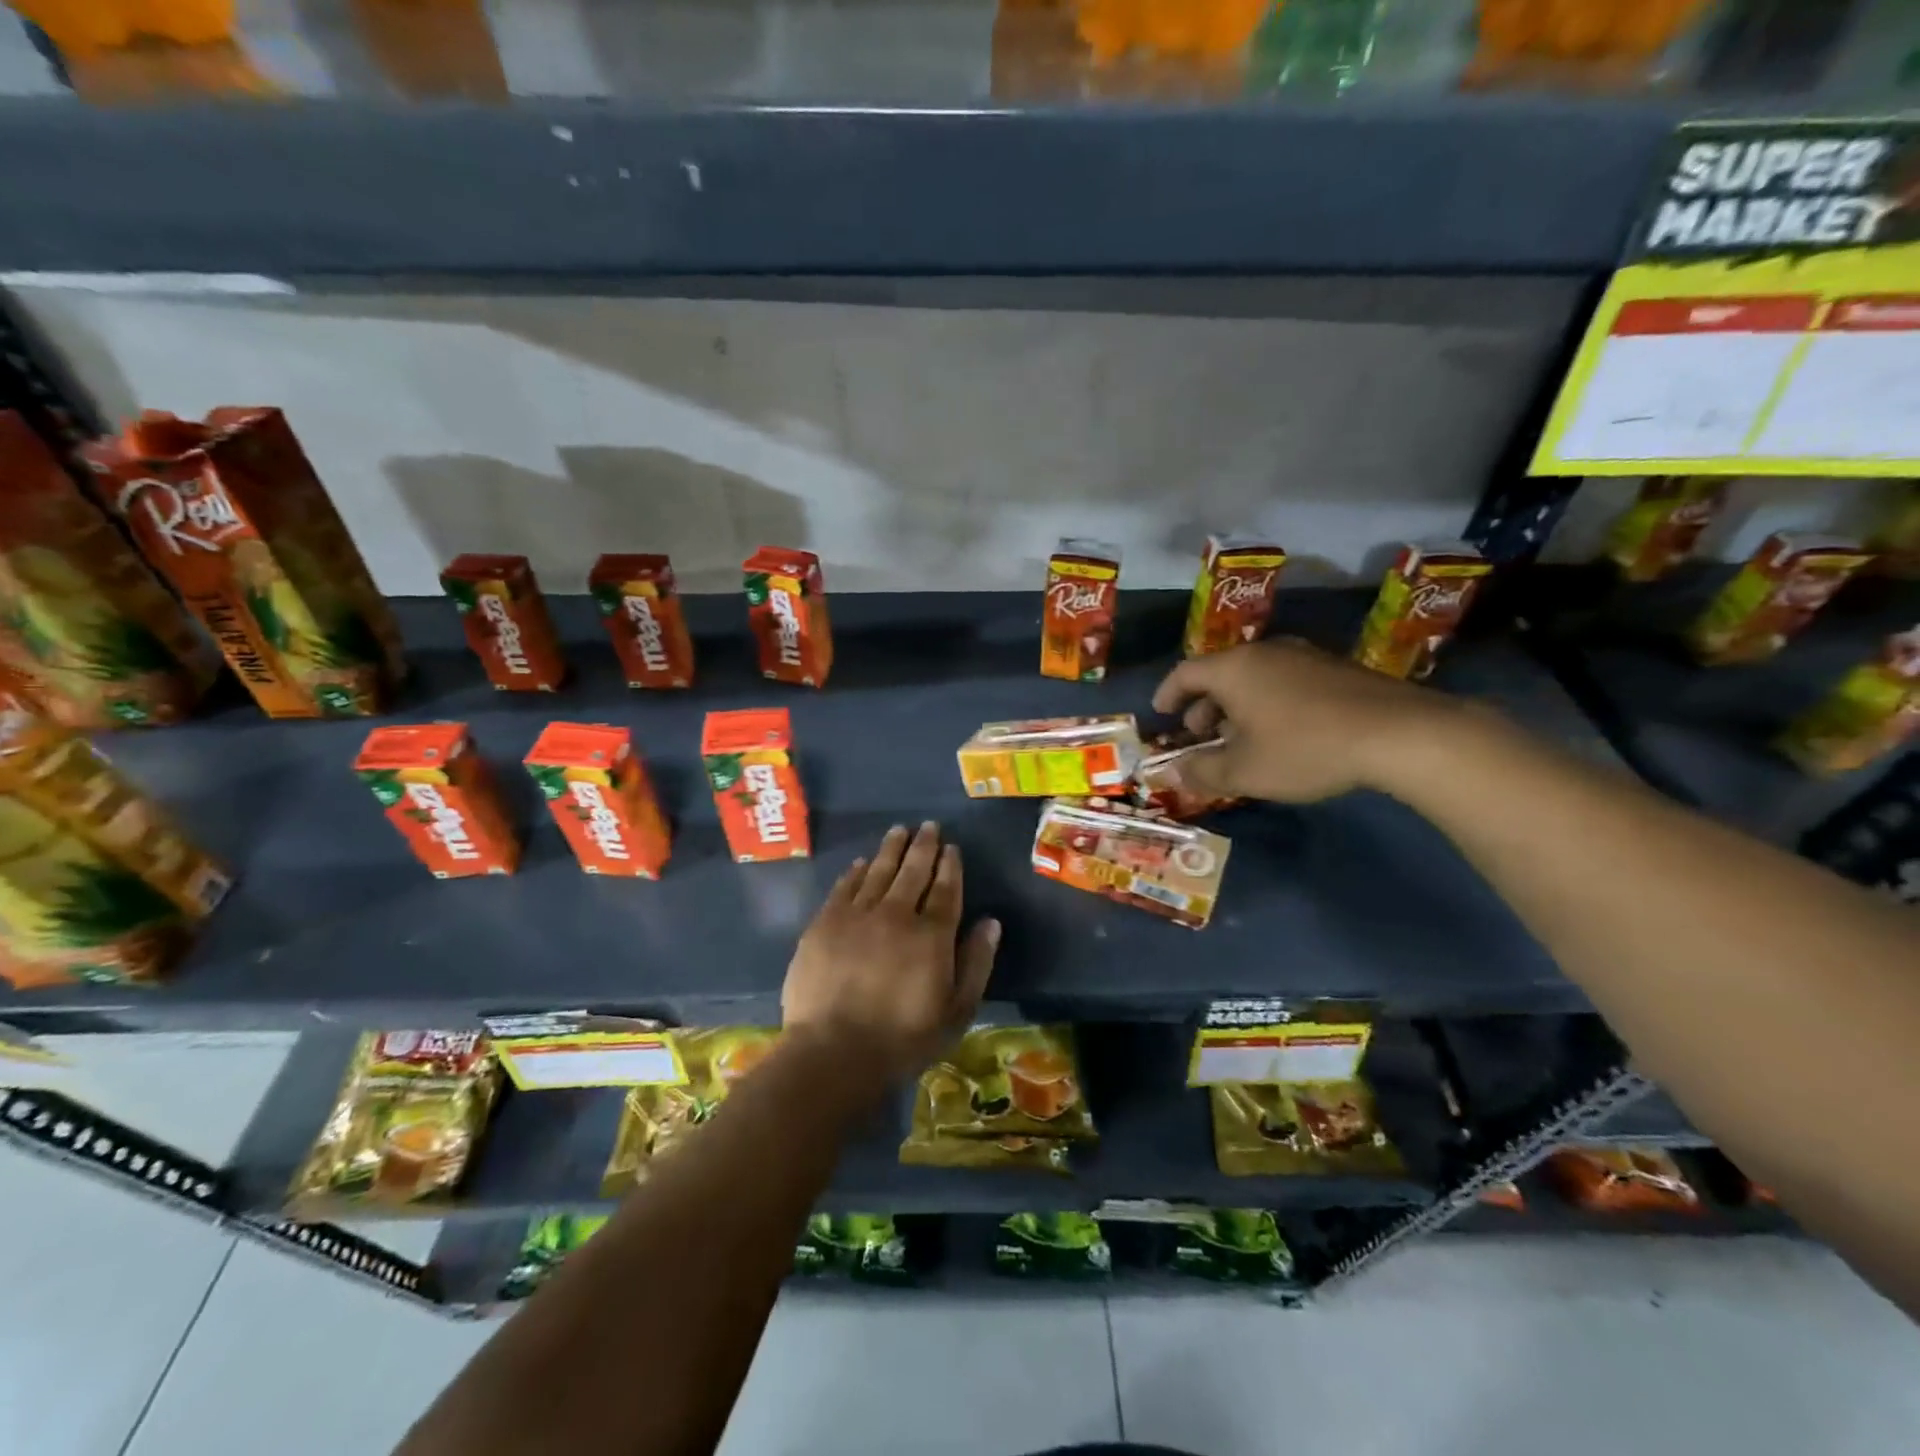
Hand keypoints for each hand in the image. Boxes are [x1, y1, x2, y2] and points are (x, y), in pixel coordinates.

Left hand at [782, 822, 1000, 1082]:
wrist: (834, 1052)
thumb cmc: (903, 1039)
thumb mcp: (956, 1011)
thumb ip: (976, 963)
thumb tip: (991, 922)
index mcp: (932, 935)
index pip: (945, 889)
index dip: (950, 866)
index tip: (952, 847)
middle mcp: (896, 914)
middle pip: (913, 871)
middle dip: (923, 846)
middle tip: (928, 826)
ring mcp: (857, 916)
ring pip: (878, 871)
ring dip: (891, 848)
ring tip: (899, 830)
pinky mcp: (824, 923)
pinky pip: (844, 887)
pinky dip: (856, 872)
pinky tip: (862, 863)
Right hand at [1151, 637, 1466, 803]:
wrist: (1399, 733)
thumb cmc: (1304, 749)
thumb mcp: (1244, 771)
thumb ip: (1201, 772)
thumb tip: (1170, 773)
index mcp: (1234, 669)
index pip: (1185, 672)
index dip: (1168, 694)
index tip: (1161, 714)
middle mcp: (1265, 652)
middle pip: (1220, 673)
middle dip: (1203, 705)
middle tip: (1200, 735)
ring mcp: (1303, 656)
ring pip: (1254, 677)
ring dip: (1236, 706)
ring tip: (1240, 740)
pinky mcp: (1334, 668)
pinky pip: (1283, 680)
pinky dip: (1267, 703)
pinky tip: (1281, 734)